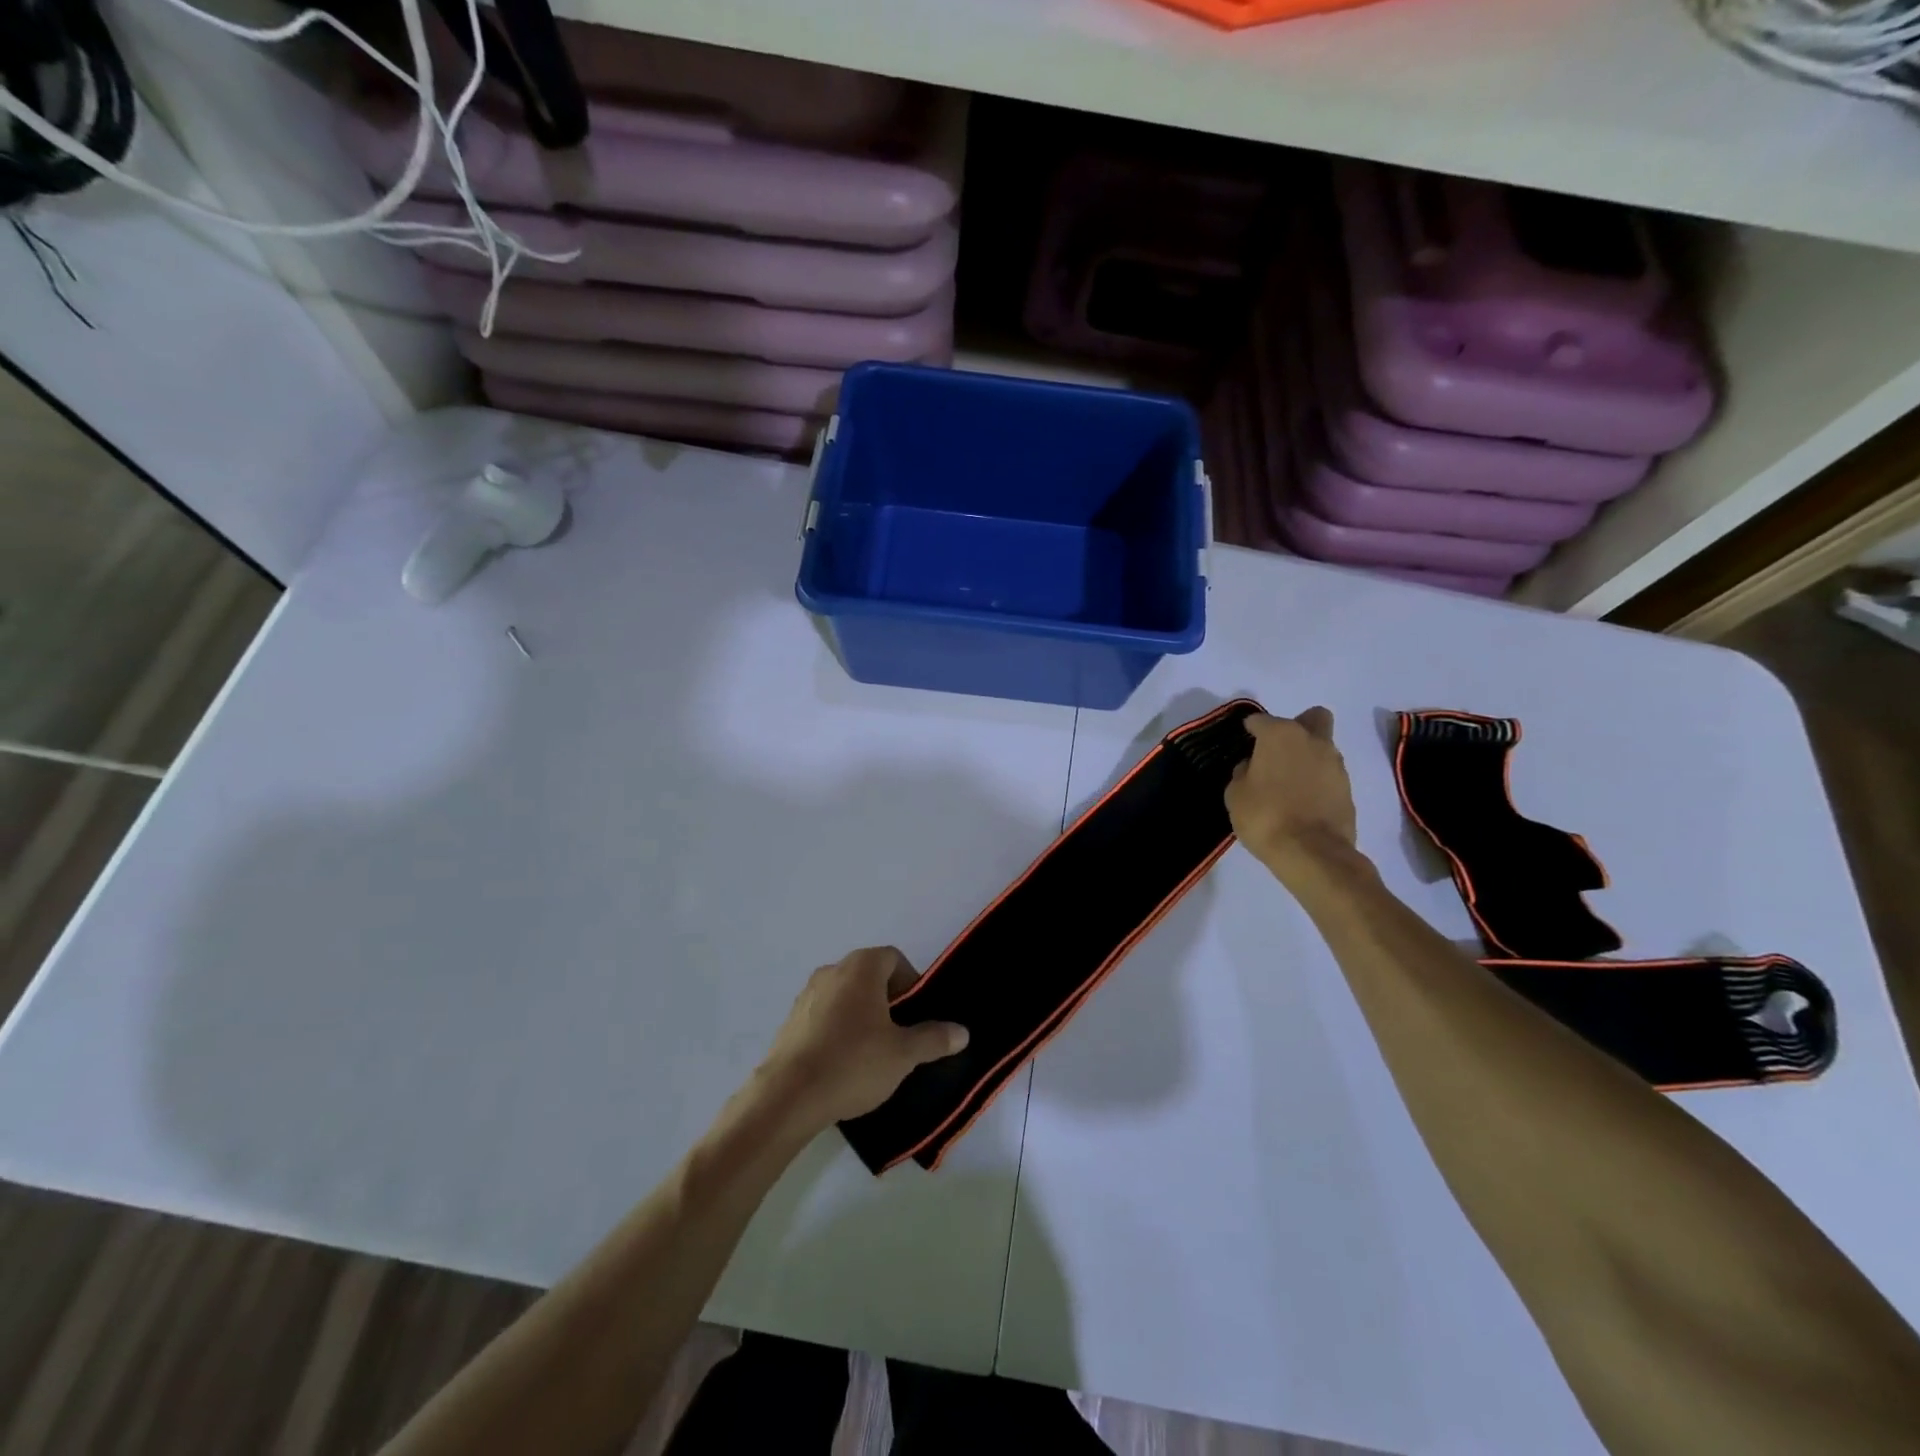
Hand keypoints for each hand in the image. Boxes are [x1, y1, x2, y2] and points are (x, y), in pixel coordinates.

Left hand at [757, 947, 968, 1129]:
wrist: (788, 1097)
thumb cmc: (852, 1063)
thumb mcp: (903, 1054)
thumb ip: (934, 1038)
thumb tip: (962, 1031)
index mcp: (861, 967)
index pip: (893, 958)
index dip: (911, 982)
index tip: (918, 1014)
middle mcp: (832, 971)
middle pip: (869, 976)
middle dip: (889, 1000)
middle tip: (901, 1034)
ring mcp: (807, 995)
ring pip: (846, 996)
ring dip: (863, 1015)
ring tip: (873, 1053)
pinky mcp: (791, 1021)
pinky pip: (825, 1016)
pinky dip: (839, 1029)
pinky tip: (844, 1064)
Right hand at [1225, 708, 1359, 884]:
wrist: (1311, 852)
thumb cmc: (1264, 816)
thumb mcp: (1235, 794)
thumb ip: (1243, 773)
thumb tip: (1253, 767)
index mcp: (1281, 735)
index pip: (1261, 720)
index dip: (1251, 729)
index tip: (1245, 741)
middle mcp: (1313, 740)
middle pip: (1312, 718)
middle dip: (1298, 726)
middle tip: (1279, 751)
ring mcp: (1336, 764)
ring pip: (1323, 747)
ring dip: (1307, 757)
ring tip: (1289, 783)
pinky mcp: (1348, 789)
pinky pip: (1329, 774)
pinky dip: (1317, 781)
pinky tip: (1302, 800)